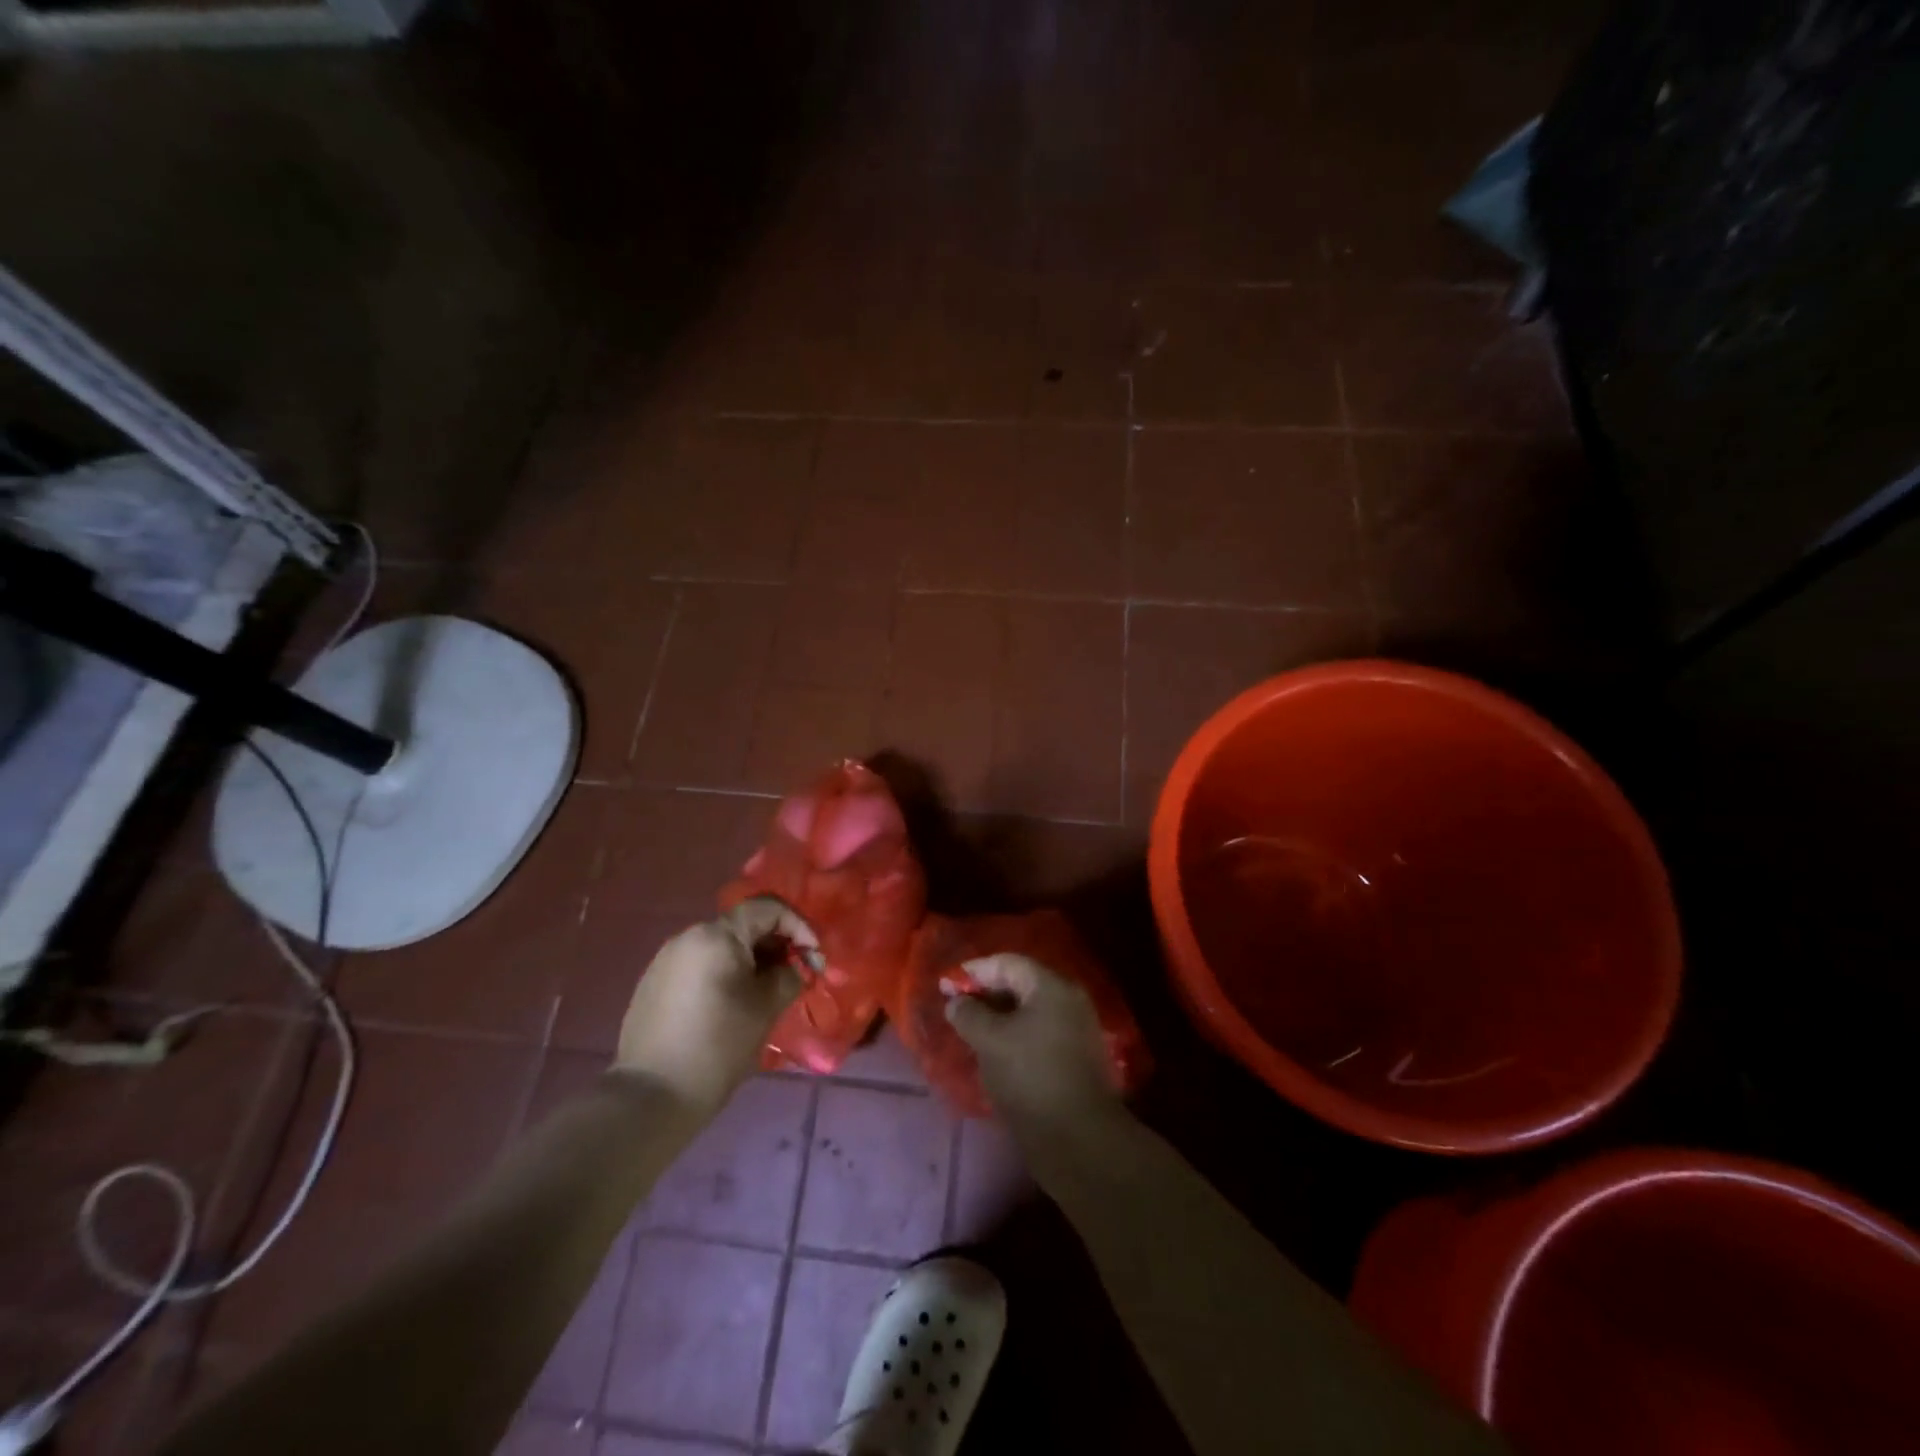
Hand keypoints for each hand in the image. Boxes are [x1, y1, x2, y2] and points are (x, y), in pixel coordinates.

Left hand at [616, 896, 818, 1113]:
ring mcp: (666, 958)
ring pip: (721, 945)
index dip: (798, 926)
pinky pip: (700, 964)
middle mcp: (689, 935)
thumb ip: (788, 976)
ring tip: (764, 993)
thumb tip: (794, 966)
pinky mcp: (654, 982)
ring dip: (750, 960)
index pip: (768, 908)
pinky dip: (724, 973)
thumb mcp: (765, 1008)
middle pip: (743, 925)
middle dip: (775, 945)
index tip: (813, 957)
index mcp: (717, 935)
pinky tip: (730, 1005)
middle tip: (793, 976)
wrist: (650, 1096)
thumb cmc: (717, 1046)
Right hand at [942, 954, 1124, 1134]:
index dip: (975, 971)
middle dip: (986, 994)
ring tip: (970, 1033)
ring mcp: (1074, 1031)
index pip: (1008, 963)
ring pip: (1028, 1013)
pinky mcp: (1073, 1059)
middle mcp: (1068, 1001)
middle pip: (1020, 985)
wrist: (1078, 1139)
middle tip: (956, 1009)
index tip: (946, 985)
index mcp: (1051, 986)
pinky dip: (1013, 1037)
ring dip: (998, 1018)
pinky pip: (1037, 1034)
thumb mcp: (990, 1041)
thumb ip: (968, 1014)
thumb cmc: (1030, 1077)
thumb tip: (956, 1001)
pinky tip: (993, 1054)